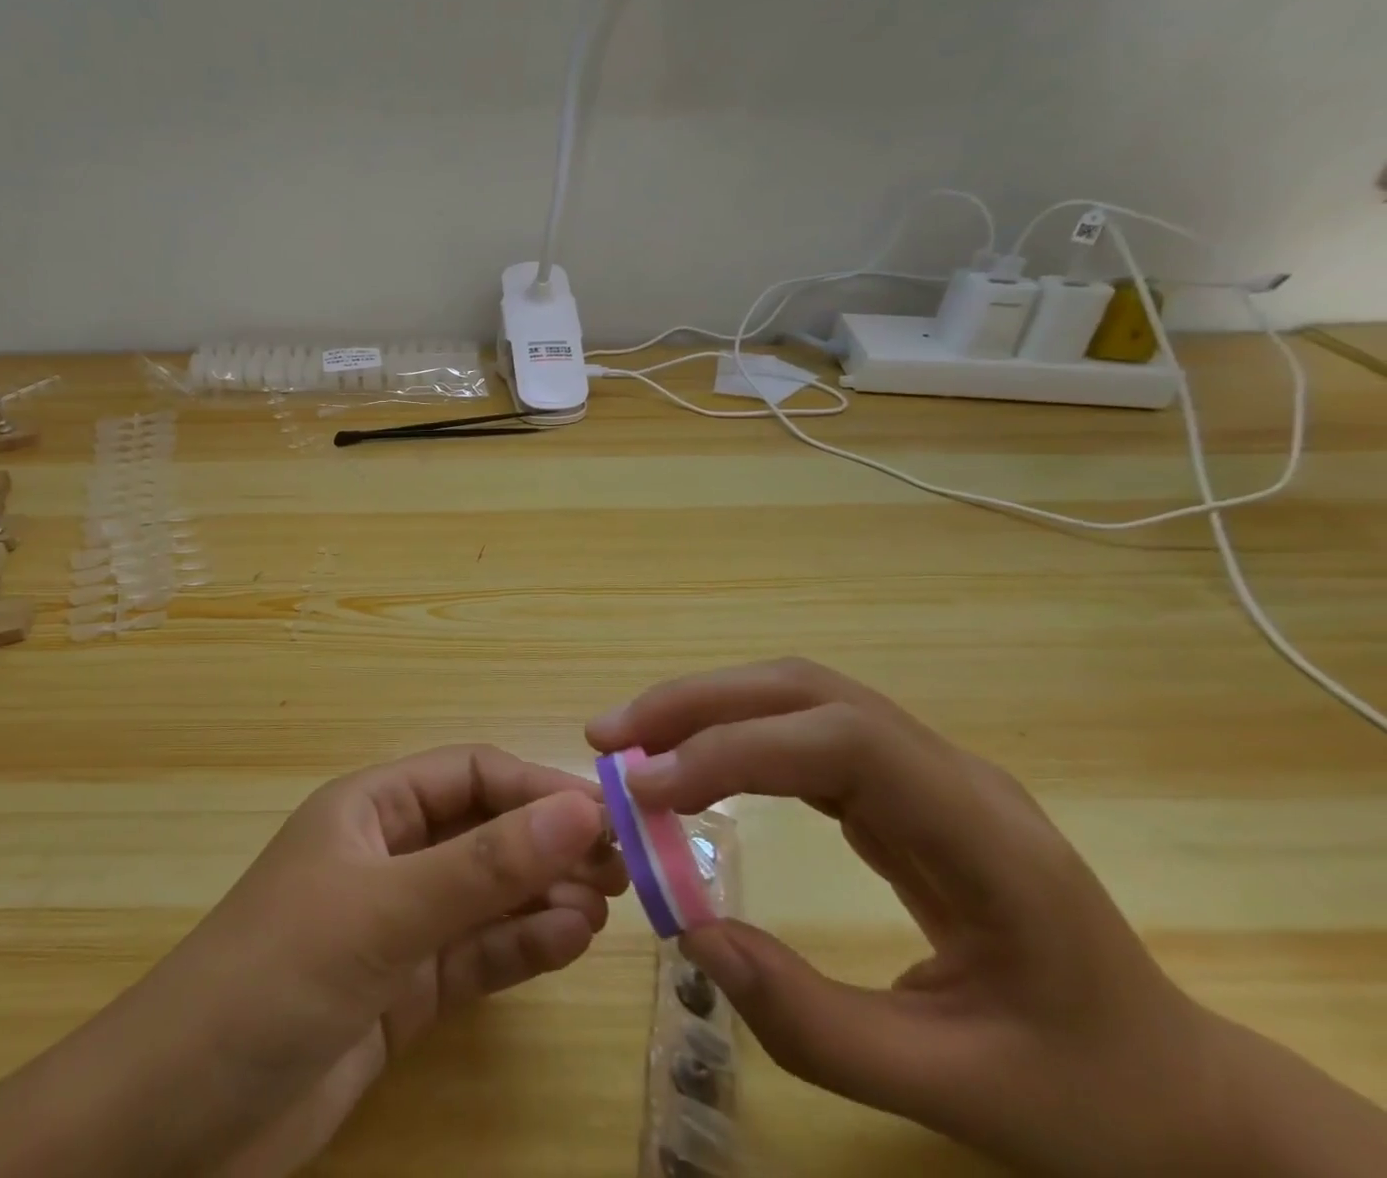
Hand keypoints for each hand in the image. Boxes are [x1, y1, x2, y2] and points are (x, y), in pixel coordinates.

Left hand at [185, 744, 627, 1175]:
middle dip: (547, 843)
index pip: (469, 775)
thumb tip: (580, 809)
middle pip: (483, 833)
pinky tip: (569, 942)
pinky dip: (521, 946)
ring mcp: (396, 925)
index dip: (535, 787)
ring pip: (486, 895)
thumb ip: (483, 866)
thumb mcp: (384, 912)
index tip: (603, 814)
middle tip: (622, 867)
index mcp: (370, 808)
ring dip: (542, 895)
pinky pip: (475, 955)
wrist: (177, 1123)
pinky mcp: (402, 992)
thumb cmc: (276, 976)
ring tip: (602, 907)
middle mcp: (387, 855)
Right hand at [586, 660, 1255, 1177]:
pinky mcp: (900, 785)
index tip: (649, 789)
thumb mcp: (959, 1093)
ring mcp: (925, 770)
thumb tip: (696, 938)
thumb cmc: (1088, 1099)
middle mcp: (949, 774)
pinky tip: (692, 764)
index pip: (840, 742)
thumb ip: (818, 1026)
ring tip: (632, 740)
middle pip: (807, 691)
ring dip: (707, 707)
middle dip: (699, 703)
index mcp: (983, 835)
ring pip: (799, 697)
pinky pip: (803, 733)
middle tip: (609, 736)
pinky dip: (734, 735)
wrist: (1180, 1089)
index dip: (733, 748)